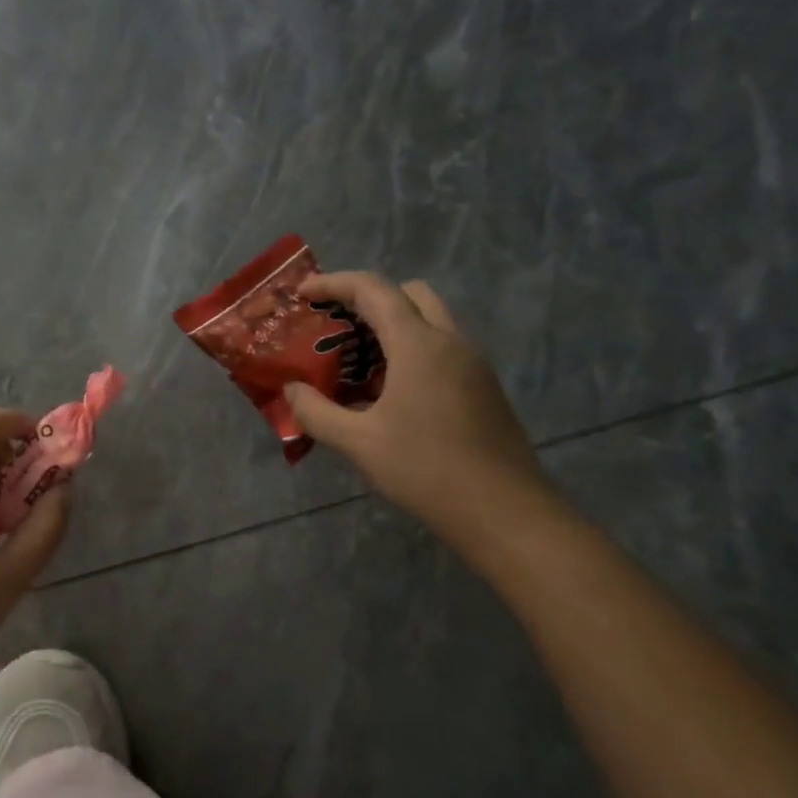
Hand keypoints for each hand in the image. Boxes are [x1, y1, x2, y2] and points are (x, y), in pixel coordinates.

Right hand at [283, 272, 545, 534]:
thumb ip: (316, 411)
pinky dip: (411, 350)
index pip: (372, 289)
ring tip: (356, 361)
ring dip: (391, 326)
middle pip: (408, 294)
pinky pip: (442, 348)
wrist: (506, 514)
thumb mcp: (358, 443)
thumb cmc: (426, 470)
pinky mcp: (484, 387)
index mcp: (418, 344)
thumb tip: (291, 391)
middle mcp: (449, 341)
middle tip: (336, 324)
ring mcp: (472, 364)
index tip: (303, 293)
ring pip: (429, 320)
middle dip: (367, 298)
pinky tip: (389, 392)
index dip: (333, 283)